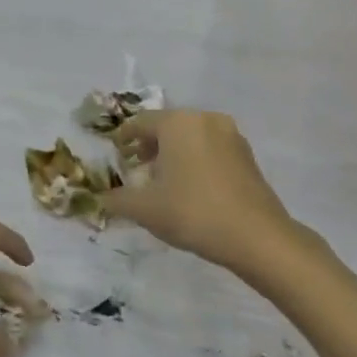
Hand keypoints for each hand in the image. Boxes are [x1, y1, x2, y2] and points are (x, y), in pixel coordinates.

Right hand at [104, 109, 296, 271]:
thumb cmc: (193, 212)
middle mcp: (205, 120)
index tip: (115, 152)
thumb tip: (100, 198)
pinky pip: (212, 149)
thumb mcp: (144, 209)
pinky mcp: (248, 156)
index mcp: (178, 123)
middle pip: (168, 126)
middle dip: (150, 145)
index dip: (124, 137)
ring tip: (162, 180)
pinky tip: (190, 187)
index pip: (141, 122)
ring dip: (174, 153)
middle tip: (136, 167)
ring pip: (192, 137)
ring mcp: (231, 136)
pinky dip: (196, 160)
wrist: (256, 236)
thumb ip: (117, 200)